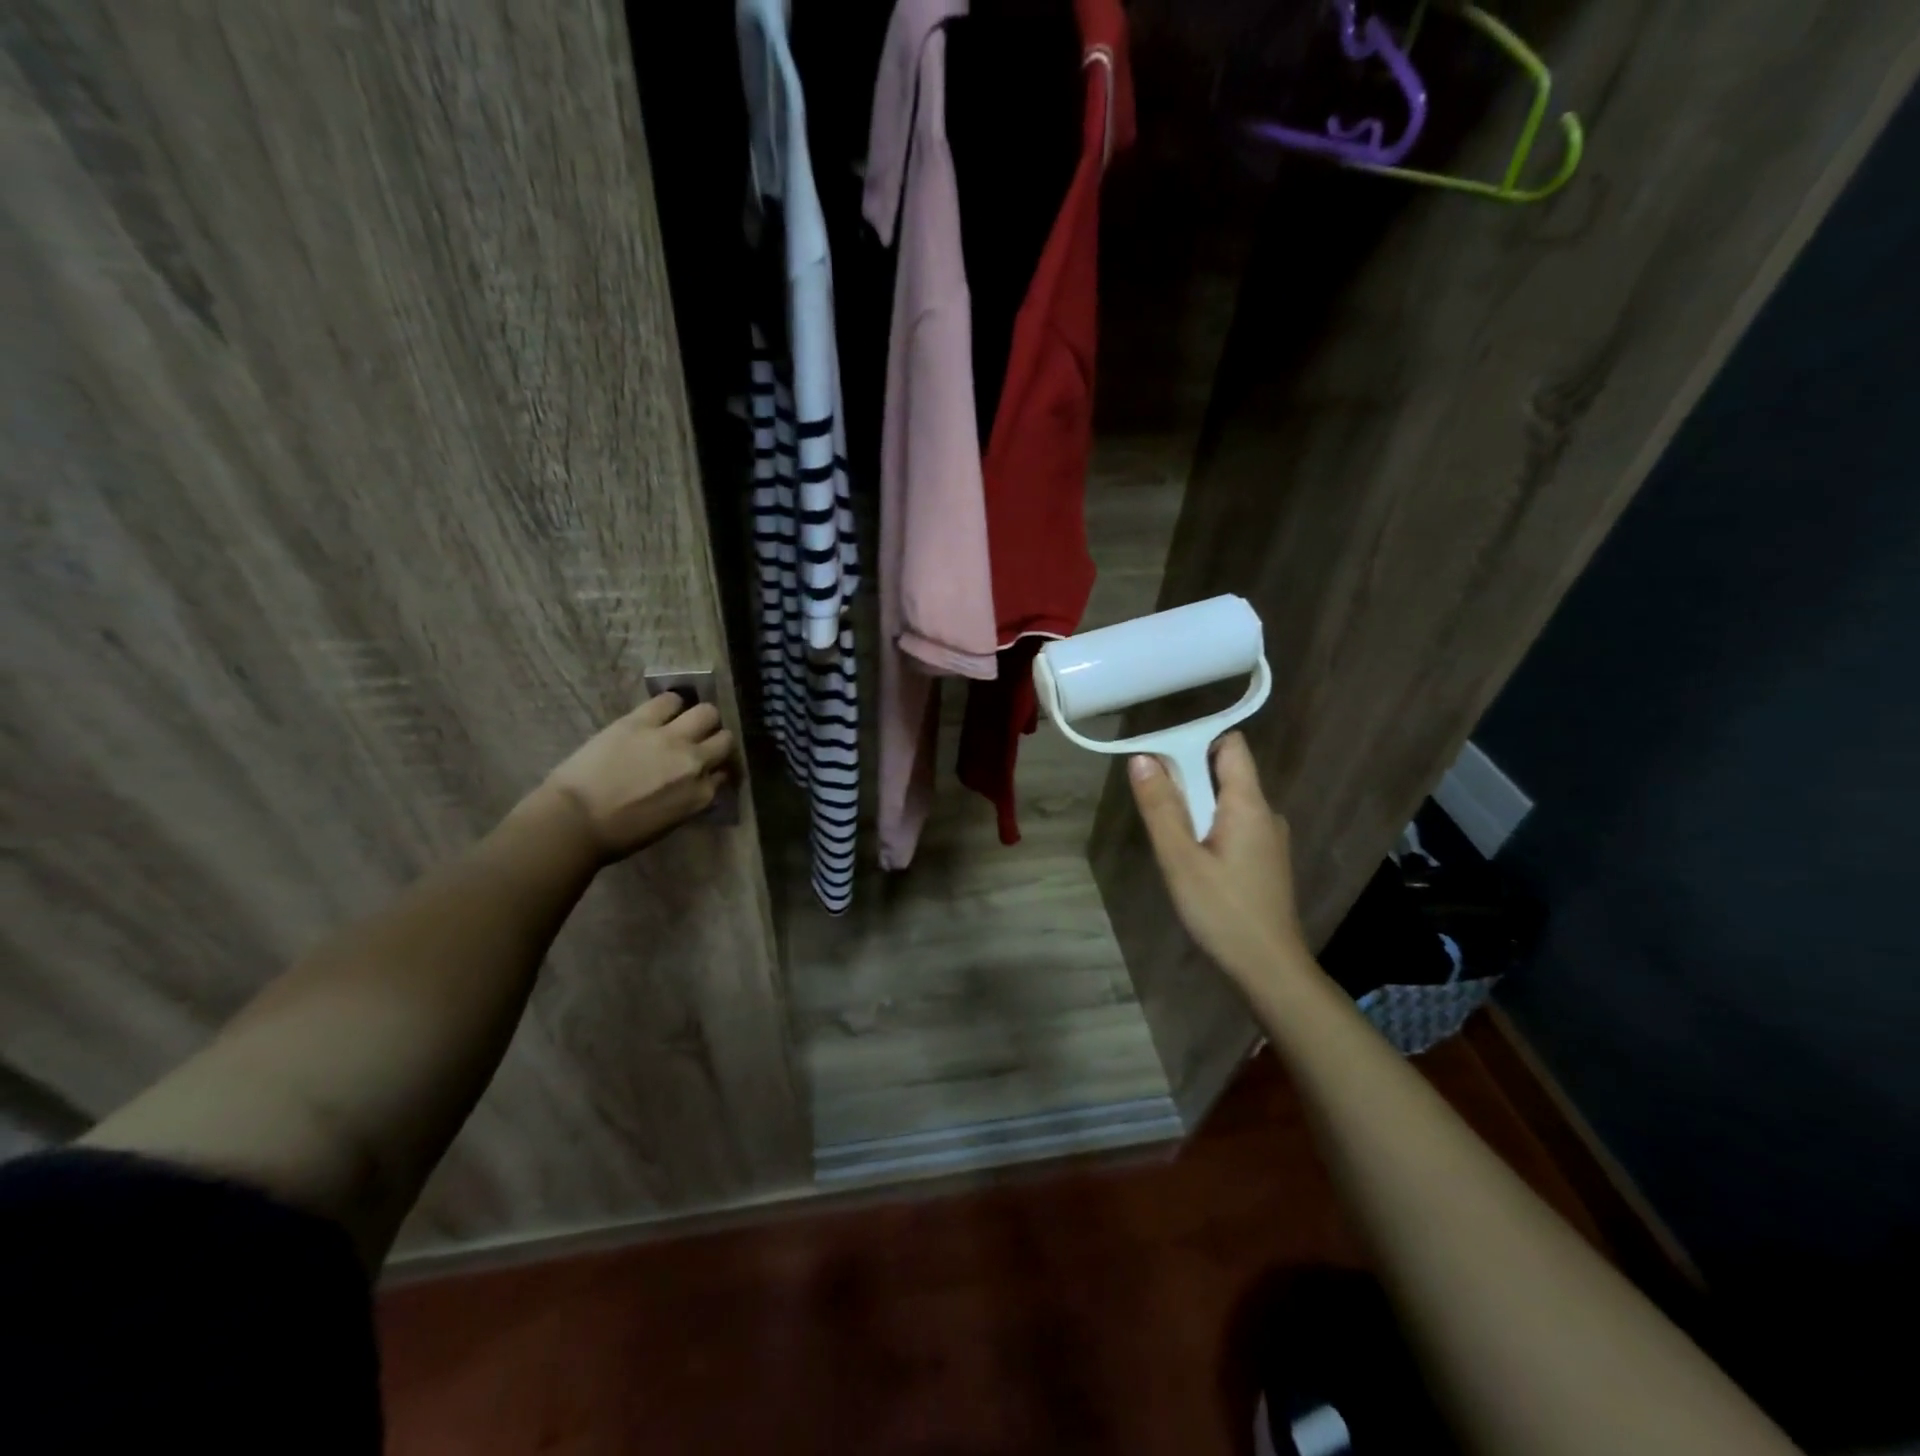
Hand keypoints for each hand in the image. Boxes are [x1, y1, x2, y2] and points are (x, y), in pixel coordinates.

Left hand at [540, 693, 734, 860]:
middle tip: (700, 742)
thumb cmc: (620, 834)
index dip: (716, 768)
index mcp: (702, 795)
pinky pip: (670, 700)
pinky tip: (662, 711)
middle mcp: (695, 763)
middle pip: (725, 739)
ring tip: (684, 722)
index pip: (725, 772)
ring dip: (700, 718)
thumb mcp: (670, 821)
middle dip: (715, 740)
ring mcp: (671, 739)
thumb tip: (695, 782)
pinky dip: (671, 704)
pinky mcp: (642, 721)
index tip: (707, 769)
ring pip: (707, 713)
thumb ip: (690, 797)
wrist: (575, 821)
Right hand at [1128, 733, 1311, 989]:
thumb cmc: (1222, 911)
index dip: (1195, 741)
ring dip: (1195, 808)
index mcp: (1249, 804)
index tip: (1160, 758)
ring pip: (1226, 803)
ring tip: (1168, 839)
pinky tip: (1191, 861)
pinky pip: (1233, 826)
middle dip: (1187, 778)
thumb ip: (1161, 807)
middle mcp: (1266, 813)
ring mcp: (1269, 838)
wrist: (1269, 969)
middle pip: (1225, 773)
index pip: (1230, 745)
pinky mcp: (1265, 861)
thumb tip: (1142, 758)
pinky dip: (1208, 829)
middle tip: (1154, 805)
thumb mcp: (1180, 859)